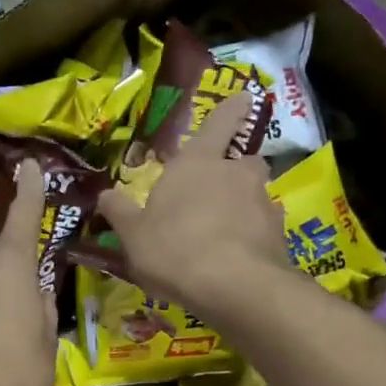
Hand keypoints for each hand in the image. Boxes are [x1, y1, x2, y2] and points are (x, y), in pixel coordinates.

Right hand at [97, 96, 293, 319]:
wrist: (234, 287)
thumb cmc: (174, 249)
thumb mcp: (133, 235)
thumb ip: (121, 213)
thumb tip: (105, 194)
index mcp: (198, 163)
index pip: (219, 123)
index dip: (231, 109)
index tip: (244, 97)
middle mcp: (236, 174)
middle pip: (245, 160)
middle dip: (237, 168)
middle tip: (221, 187)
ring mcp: (263, 204)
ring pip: (257, 195)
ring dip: (245, 205)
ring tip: (228, 231)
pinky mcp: (279, 236)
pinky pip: (265, 228)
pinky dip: (255, 236)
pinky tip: (241, 257)